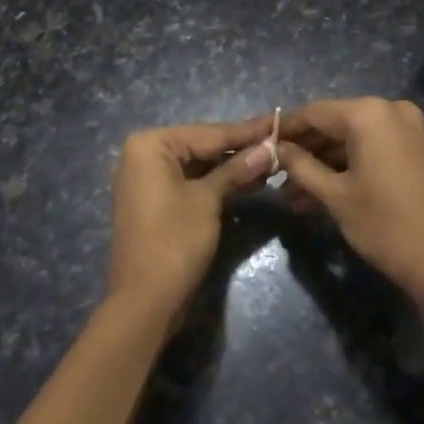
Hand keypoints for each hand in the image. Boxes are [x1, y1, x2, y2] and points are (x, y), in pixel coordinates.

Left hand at [107, 116, 275, 327]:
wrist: (144, 302)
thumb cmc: (174, 241)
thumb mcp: (208, 200)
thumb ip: (236, 169)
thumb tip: (268, 148)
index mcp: (150, 145)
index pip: (208, 133)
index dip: (246, 131)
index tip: (277, 121)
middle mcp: (143, 155)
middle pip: (202, 146)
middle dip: (240, 149)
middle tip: (279, 142)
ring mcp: (147, 180)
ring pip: (198, 166)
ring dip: (232, 167)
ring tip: (272, 162)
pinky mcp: (155, 202)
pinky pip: (190, 183)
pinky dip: (216, 184)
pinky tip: (249, 182)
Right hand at [277, 97, 423, 298]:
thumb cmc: (385, 225)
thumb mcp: (335, 196)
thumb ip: (300, 166)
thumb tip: (275, 148)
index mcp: (367, 114)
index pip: (313, 113)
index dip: (284, 129)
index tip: (258, 144)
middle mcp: (387, 110)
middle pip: (332, 124)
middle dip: (303, 151)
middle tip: (273, 175)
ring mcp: (405, 128)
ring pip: (350, 139)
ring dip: (321, 163)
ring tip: (291, 195)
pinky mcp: (413, 147)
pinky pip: (369, 148)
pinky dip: (345, 166)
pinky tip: (318, 192)